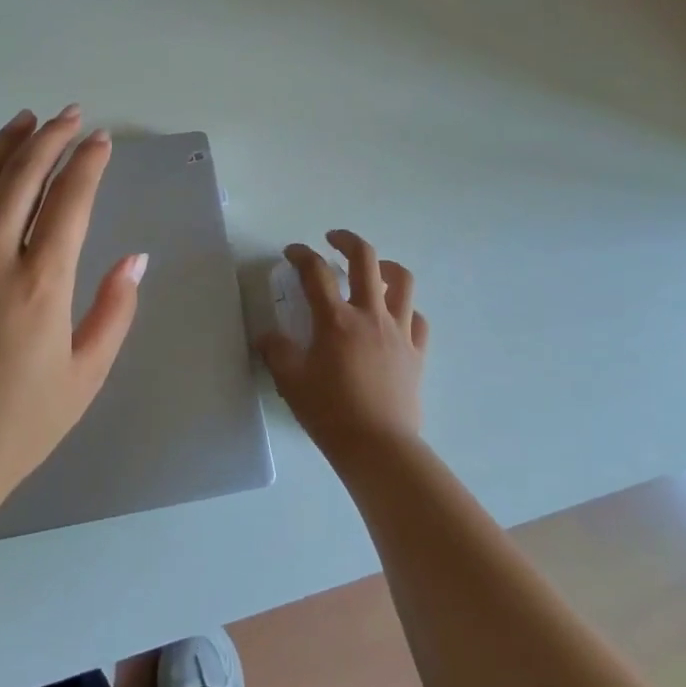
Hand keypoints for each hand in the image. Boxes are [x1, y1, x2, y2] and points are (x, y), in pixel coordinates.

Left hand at [0, 105, 147, 535]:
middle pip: (22, 177)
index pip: (70, 200)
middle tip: (69, 116)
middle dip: (50, 138)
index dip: (88, 163)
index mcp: (40, 286)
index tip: (100, 141)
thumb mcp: (85, 376)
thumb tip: (135, 258)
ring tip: (25, 121)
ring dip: (3, 145)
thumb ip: (115, 311)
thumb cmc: (17, 427)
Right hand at [257, 230, 427, 468]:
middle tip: (333, 239)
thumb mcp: (290, 381)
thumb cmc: (330, 412)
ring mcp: (399, 331)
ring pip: (402, 281)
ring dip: (385, 267)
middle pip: (365, 259)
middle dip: (347, 241)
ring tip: (373, 271)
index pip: (315, 272)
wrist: (378, 447)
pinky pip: (417, 318)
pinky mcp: (417, 352)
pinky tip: (393, 317)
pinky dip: (405, 310)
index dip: (300, 254)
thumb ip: (276, 351)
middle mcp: (370, 315)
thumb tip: (268, 337)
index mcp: (336, 320)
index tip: (291, 252)